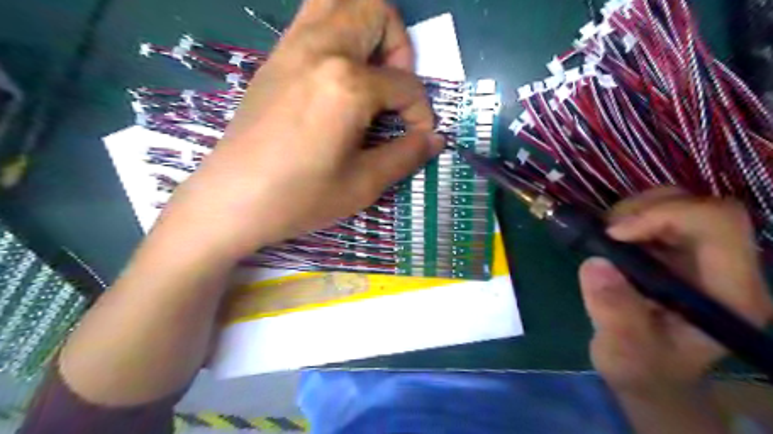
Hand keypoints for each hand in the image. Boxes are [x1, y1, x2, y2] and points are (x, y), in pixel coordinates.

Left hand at [156, 0, 444, 260]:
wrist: (232, 200)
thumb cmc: (300, 197)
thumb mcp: (364, 184)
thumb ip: (406, 155)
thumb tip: (435, 139)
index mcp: (347, 84)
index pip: (406, 85)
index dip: (422, 113)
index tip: (418, 137)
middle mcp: (321, 48)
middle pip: (377, 11)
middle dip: (399, 48)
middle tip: (392, 91)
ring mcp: (291, 46)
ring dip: (368, 29)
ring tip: (369, 74)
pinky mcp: (274, 57)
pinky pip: (313, 18)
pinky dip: (338, 33)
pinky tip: (338, 78)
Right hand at [579, 189, 772, 394]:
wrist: (648, 372)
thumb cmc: (643, 367)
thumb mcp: (623, 350)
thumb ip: (614, 312)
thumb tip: (595, 264)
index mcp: (729, 293)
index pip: (719, 225)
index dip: (665, 215)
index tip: (614, 234)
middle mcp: (727, 268)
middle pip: (703, 207)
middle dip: (647, 208)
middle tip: (606, 231)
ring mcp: (704, 257)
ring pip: (683, 204)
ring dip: (637, 210)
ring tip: (606, 235)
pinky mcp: (681, 252)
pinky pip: (662, 214)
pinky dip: (632, 216)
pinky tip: (612, 238)